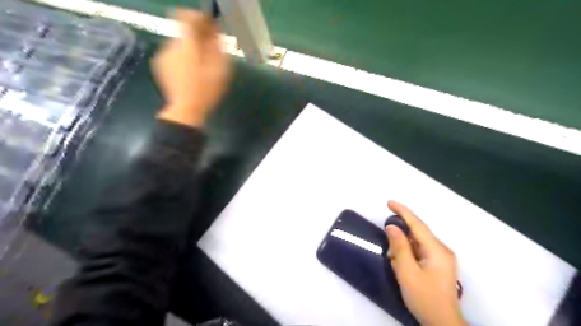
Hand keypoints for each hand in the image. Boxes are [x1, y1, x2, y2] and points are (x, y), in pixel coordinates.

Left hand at [153, 9, 230, 125]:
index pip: (187, 17)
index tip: (210, 25)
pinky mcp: (160, 65)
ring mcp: (163, 56)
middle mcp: (171, 45)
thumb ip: (218, 47)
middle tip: (211, 46)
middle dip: (198, 34)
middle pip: (183, 30)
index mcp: (186, 45)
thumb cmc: (207, 90)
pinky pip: (174, 53)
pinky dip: (183, 55)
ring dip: (191, 46)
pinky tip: (191, 70)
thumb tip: (214, 31)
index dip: (199, 17)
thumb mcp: (220, 69)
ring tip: (202, 61)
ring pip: (179, 42)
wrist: (186, 110)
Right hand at [385, 201, 465, 325]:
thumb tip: (392, 226)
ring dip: (403, 247)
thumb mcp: (407, 273)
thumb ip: (400, 247)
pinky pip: (420, 251)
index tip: (389, 202)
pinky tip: (402, 264)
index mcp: (437, 250)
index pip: (417, 224)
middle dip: (400, 235)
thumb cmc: (425, 298)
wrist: (443, 324)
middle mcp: (442, 250)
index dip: (403, 211)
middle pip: (418, 233)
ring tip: (395, 261)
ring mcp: (442, 257)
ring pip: (418, 242)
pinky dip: (408, 253)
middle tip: (388, 248)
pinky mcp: (439, 264)